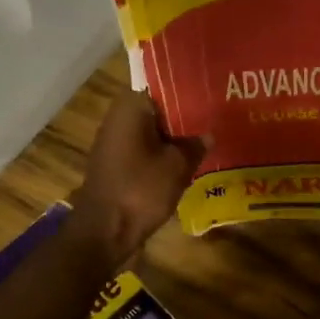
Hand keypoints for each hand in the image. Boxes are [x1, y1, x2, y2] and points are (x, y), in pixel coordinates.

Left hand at [69, 91, 207, 265]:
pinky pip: (144, 149)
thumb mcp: (177, 166)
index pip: (163, 85)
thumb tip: (209, 134)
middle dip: (184, 114)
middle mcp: (119, 117)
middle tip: (215, 115)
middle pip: (158, 108)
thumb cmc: (140, 190)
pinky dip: (162, 152)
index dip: (188, 88)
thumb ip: (195, 145)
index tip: (211, 91)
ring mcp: (114, 141)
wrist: (104, 232)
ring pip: (152, 130)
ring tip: (207, 136)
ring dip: (174, 135)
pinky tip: (186, 160)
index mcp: (131, 106)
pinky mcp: (116, 163)